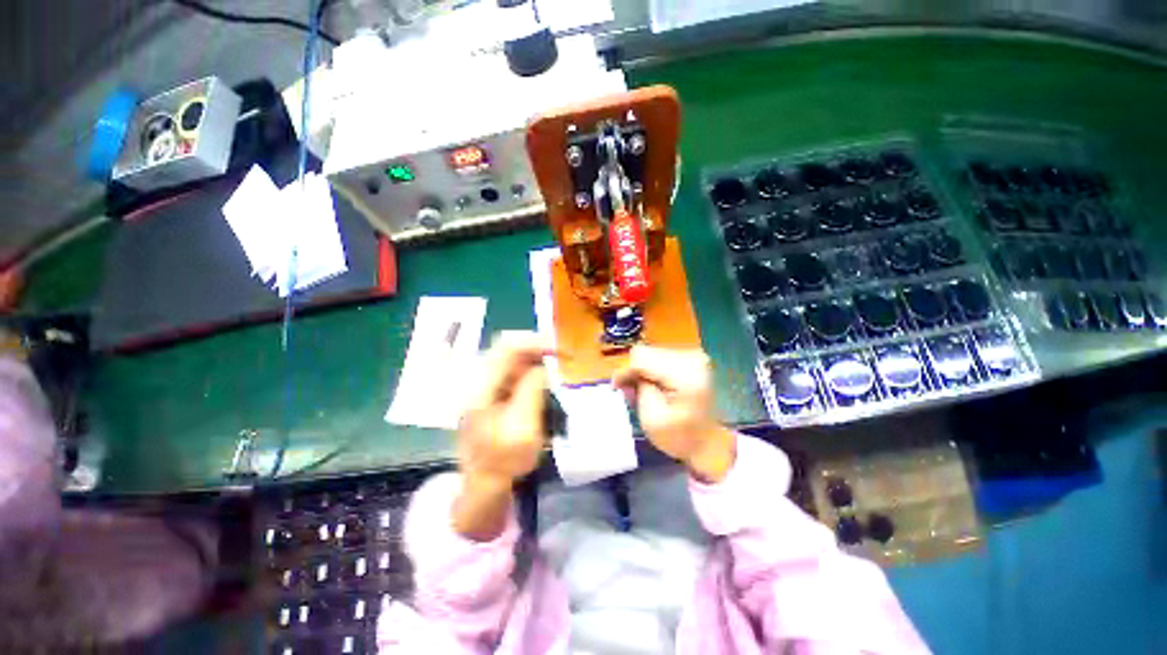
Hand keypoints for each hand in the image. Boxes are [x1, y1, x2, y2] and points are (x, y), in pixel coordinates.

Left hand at [453, 331, 549, 539]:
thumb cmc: (504, 459)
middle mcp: (479, 379)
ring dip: (534, 357)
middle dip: (536, 347)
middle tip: (560, 355)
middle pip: (508, 348)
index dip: (534, 342)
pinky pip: (512, 370)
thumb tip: (543, 366)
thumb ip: (532, 390)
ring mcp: (484, 386)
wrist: (485, 483)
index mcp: (481, 387)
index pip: (507, 348)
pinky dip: (530, 368)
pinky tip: (544, 376)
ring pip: (511, 358)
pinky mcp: (492, 393)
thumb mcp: (523, 427)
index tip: (559, 349)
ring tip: (556, 363)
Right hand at [613, 346, 735, 482]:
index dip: (625, 370)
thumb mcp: (651, 418)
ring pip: (652, 352)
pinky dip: (652, 369)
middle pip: (647, 352)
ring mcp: (694, 356)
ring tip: (642, 389)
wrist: (708, 442)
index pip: (642, 356)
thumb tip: (625, 370)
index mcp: (686, 375)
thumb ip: (638, 388)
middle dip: (634, 371)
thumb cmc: (679, 437)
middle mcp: (692, 358)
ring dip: (643, 370)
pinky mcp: (692, 358)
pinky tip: (653, 384)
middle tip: (628, 390)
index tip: (617, 386)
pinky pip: (660, 356)